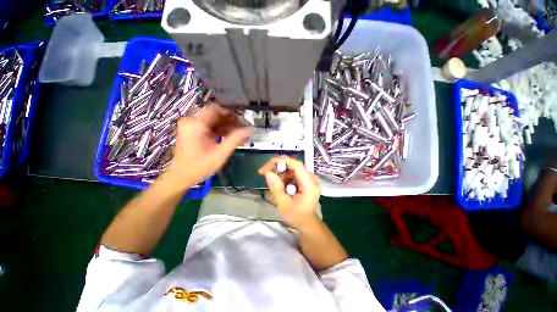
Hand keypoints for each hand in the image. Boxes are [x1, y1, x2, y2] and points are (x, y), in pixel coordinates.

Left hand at [164, 104, 251, 189]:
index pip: (216, 108)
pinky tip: (229, 138)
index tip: (242, 121)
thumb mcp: (220, 154)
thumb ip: (235, 139)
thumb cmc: (199, 167)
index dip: (230, 113)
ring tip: (238, 136)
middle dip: (230, 121)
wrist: (180, 177)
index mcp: (196, 124)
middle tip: (242, 130)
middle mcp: (192, 121)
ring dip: (226, 126)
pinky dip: (220, 131)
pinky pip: (209, 126)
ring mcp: (191, 126)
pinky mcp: (193, 131)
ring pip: (213, 120)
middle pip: (215, 114)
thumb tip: (250, 130)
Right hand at [258, 156, 320, 229]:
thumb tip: (268, 173)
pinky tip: (278, 183)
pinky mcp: (305, 179)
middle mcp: (311, 178)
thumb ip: (276, 188)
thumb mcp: (284, 204)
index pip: (297, 165)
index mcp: (310, 185)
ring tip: (270, 180)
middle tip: (264, 172)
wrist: (306, 222)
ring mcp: (309, 178)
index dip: (282, 161)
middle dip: (277, 166)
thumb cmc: (296, 216)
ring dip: (279, 171)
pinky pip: (292, 172)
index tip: (267, 166)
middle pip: (293, 165)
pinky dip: (283, 175)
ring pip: (291, 168)